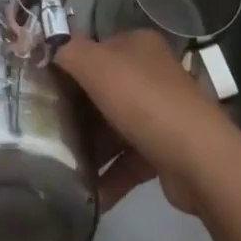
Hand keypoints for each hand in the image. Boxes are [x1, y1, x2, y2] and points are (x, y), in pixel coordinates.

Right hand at [55, 29, 235, 213]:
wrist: (198, 159)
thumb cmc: (143, 101)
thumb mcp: (97, 65)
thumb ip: (69, 52)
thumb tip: (50, 48)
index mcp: (138, 45)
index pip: (95, 49)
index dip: (69, 66)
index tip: (42, 89)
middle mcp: (151, 73)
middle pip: (103, 89)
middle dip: (77, 111)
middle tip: (46, 130)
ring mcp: (160, 113)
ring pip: (114, 126)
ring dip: (91, 147)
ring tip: (61, 166)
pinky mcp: (165, 151)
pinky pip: (128, 160)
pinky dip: (109, 176)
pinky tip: (88, 194)